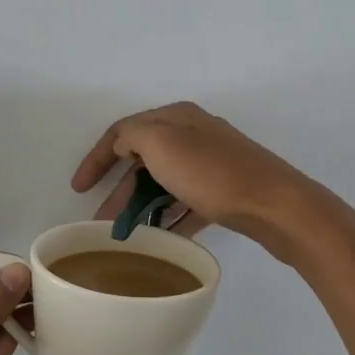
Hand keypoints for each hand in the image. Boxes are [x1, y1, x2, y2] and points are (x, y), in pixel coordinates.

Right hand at [72, 102, 354, 261]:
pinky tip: (161, 237)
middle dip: (119, 189)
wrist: (277, 206)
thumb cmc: (212, 175)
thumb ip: (132, 136)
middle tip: (102, 222)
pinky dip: (170, 216)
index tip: (77, 188)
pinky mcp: (227, 190)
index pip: (123, 131)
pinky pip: (187, 202)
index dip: (96, 157)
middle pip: (143, 159)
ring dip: (142, 206)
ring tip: (126, 235)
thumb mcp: (161, 144)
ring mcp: (213, 163)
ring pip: (164, 183)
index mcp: (176, 118)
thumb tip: (125, 145)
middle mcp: (194, 134)